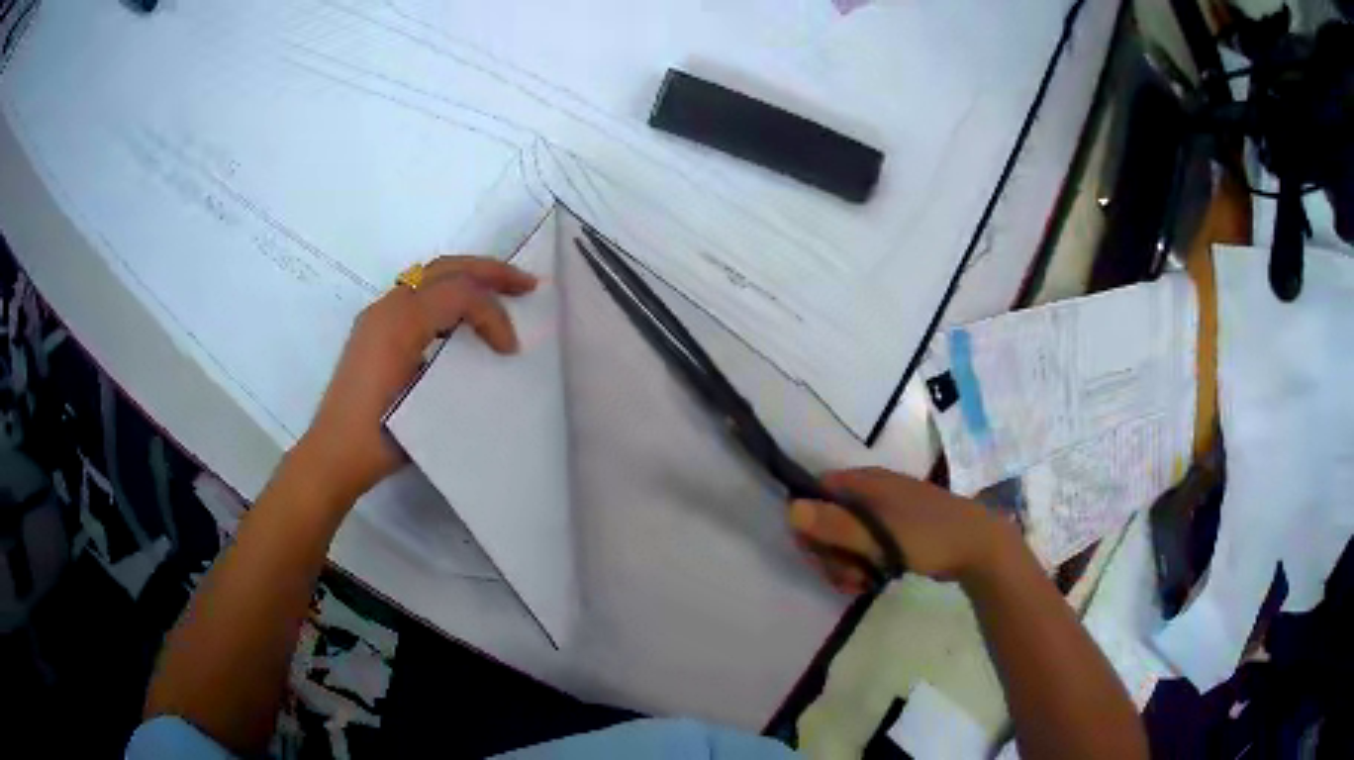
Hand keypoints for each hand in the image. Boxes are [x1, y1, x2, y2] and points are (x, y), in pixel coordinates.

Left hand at [295, 256, 536, 504]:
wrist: (334, 454)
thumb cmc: (380, 437)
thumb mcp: (426, 403)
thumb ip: (456, 365)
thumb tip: (487, 353)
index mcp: (399, 321)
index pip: (460, 294)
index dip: (494, 315)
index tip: (510, 351)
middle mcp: (387, 306)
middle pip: (446, 268)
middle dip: (490, 272)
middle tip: (527, 285)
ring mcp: (377, 315)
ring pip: (430, 276)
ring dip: (468, 278)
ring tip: (502, 293)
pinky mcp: (374, 329)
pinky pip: (417, 293)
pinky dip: (448, 293)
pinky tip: (462, 316)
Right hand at [789, 467, 1015, 591]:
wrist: (980, 547)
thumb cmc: (930, 537)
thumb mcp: (880, 536)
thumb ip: (835, 525)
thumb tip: (790, 510)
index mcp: (865, 483)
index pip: (816, 494)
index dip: (809, 524)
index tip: (817, 553)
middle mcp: (870, 493)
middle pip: (827, 521)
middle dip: (829, 554)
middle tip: (845, 577)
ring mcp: (884, 513)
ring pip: (845, 539)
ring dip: (844, 566)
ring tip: (861, 584)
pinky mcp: (895, 532)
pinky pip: (864, 547)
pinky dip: (861, 566)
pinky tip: (870, 582)